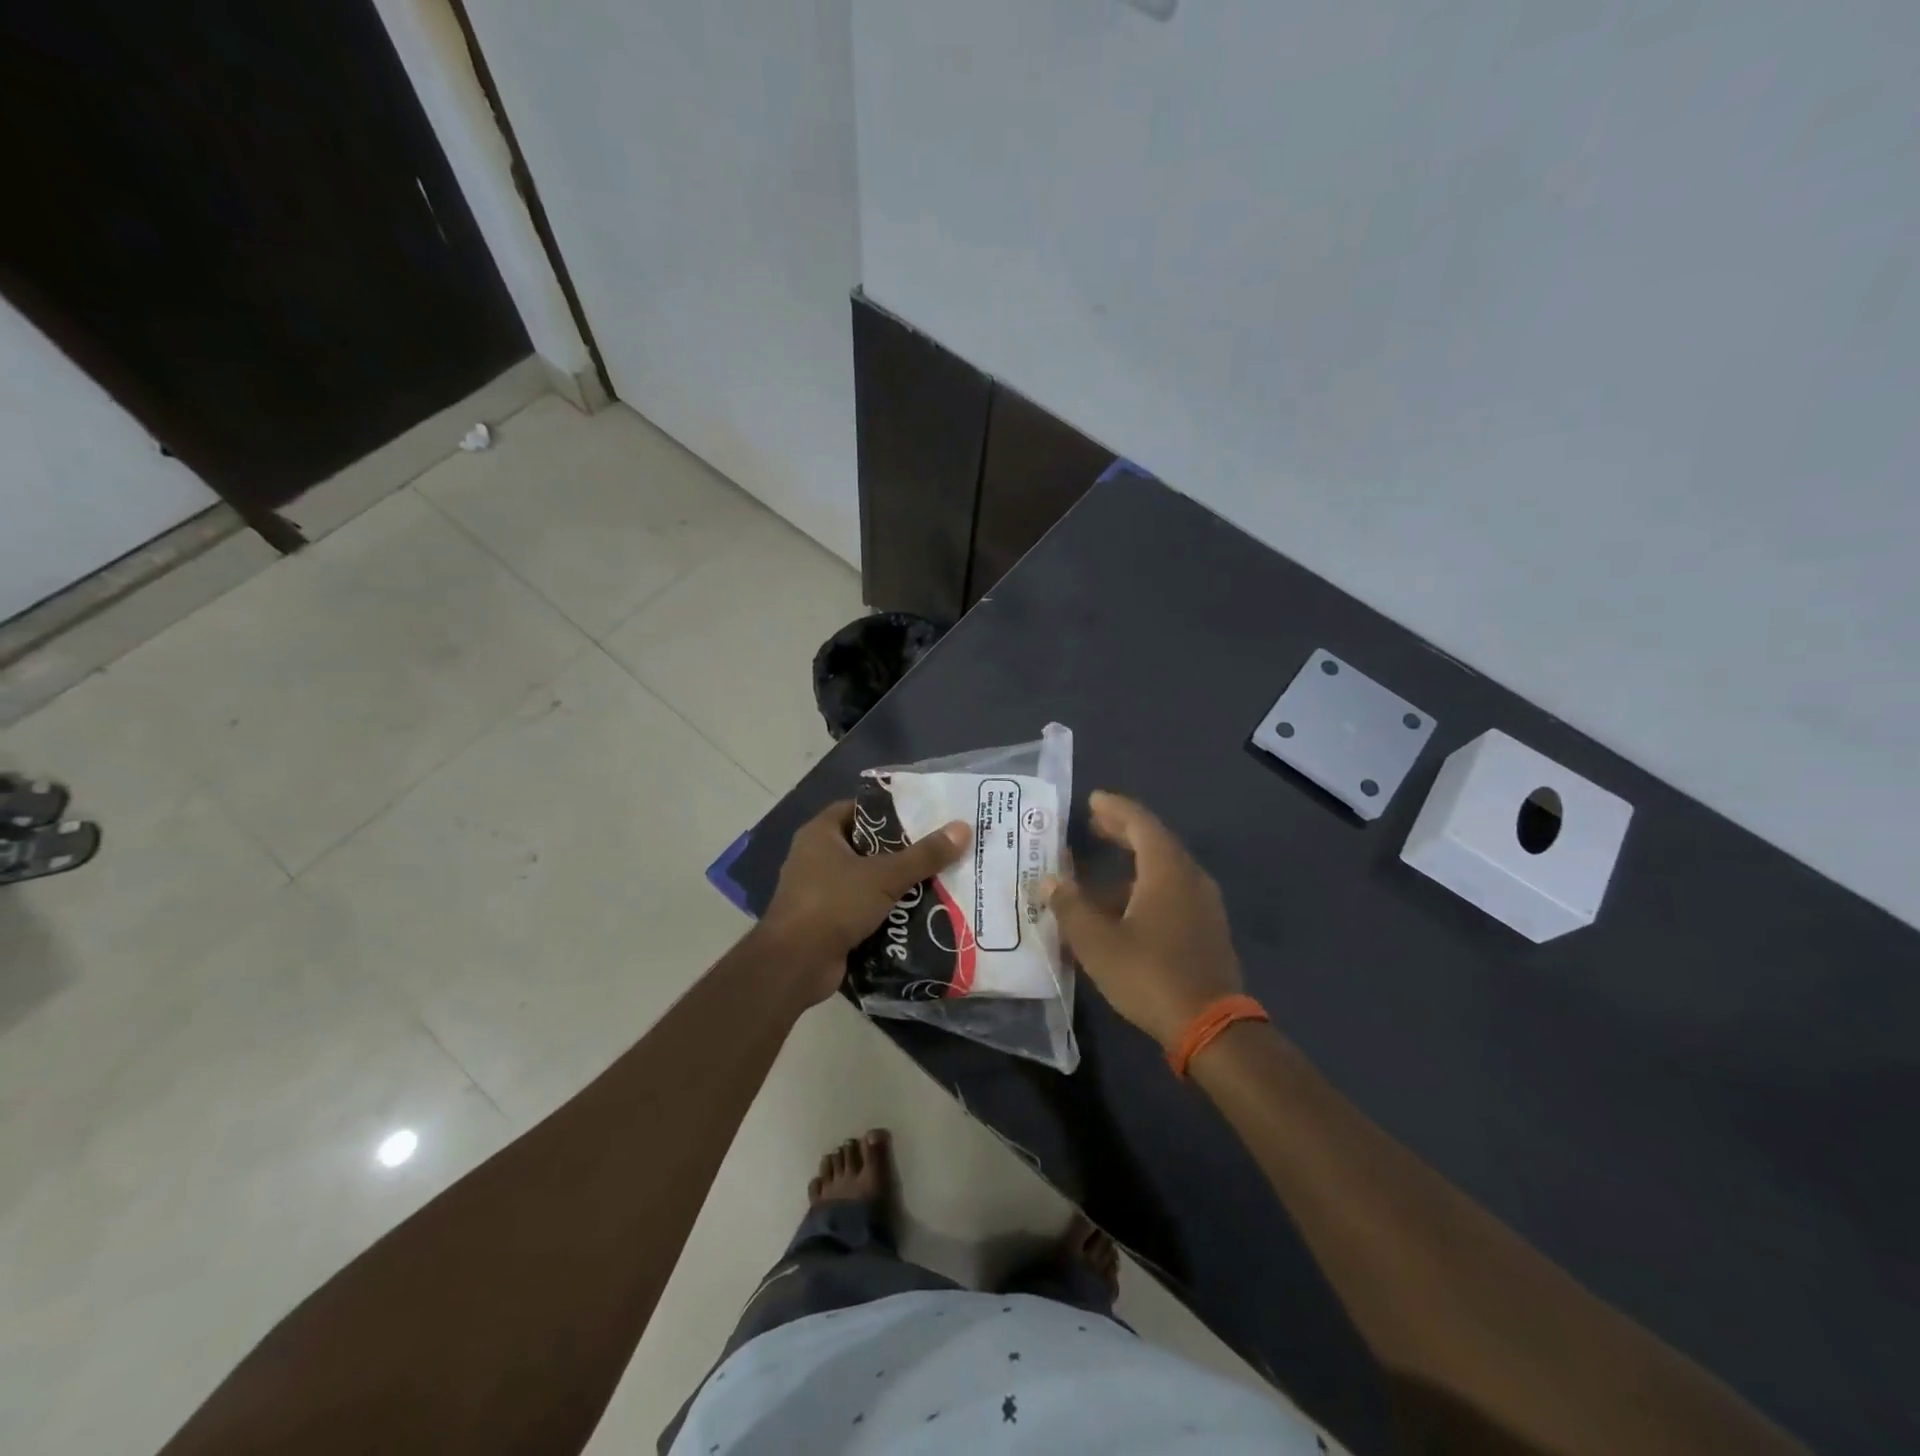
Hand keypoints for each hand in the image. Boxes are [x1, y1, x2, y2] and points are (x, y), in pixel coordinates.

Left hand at [759, 799, 971, 1003]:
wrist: (795, 964)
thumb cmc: (833, 904)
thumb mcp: (884, 876)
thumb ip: (924, 855)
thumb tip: (963, 828)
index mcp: (821, 834)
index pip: (859, 810)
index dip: (890, 811)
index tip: (924, 816)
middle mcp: (815, 857)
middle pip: (866, 846)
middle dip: (901, 850)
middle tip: (939, 849)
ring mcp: (819, 891)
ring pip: (866, 880)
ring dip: (896, 883)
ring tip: (937, 880)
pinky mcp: (826, 921)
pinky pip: (862, 908)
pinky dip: (885, 911)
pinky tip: (918, 913)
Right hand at [1042, 791, 1242, 1048]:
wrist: (1211, 1027)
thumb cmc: (1149, 975)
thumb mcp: (1097, 942)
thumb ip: (1070, 906)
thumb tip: (1049, 881)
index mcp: (1167, 870)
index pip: (1140, 823)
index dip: (1115, 808)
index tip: (1092, 800)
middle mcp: (1190, 877)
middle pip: (1155, 842)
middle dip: (1123, 831)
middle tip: (1094, 824)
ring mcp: (1204, 904)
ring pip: (1164, 869)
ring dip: (1132, 863)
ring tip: (1099, 870)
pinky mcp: (1206, 928)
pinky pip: (1172, 891)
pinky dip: (1145, 886)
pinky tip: (1122, 908)